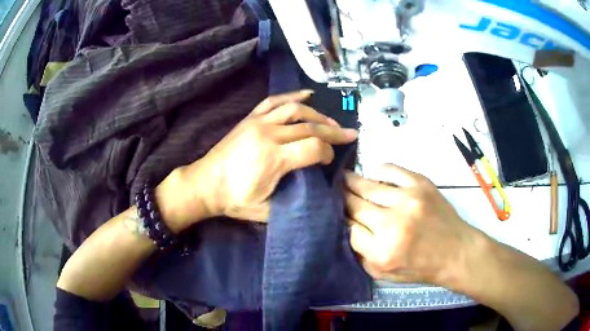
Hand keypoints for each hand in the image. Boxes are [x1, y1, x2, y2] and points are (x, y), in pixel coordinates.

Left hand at [171, 90, 357, 223]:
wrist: (204, 184)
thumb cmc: (233, 200)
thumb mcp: (265, 211)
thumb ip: (292, 201)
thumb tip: (315, 191)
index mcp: (273, 159)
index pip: (314, 147)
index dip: (328, 152)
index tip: (330, 160)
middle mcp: (268, 134)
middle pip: (310, 126)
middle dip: (334, 131)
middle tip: (350, 134)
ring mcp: (258, 122)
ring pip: (296, 109)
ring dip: (318, 114)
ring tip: (332, 121)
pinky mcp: (250, 118)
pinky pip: (274, 101)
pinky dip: (293, 95)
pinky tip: (307, 95)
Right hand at [344, 164, 475, 285]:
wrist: (455, 252)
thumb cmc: (420, 267)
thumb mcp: (383, 273)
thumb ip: (360, 253)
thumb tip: (346, 226)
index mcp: (382, 250)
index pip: (347, 227)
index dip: (339, 220)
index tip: (336, 214)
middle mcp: (392, 223)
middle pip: (353, 203)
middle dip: (340, 198)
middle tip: (333, 192)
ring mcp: (408, 199)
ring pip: (367, 184)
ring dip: (352, 182)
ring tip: (345, 179)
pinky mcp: (420, 183)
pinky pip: (389, 169)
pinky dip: (377, 172)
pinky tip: (375, 177)